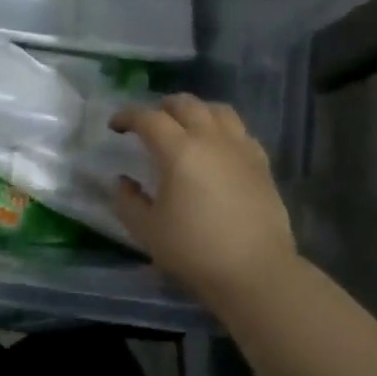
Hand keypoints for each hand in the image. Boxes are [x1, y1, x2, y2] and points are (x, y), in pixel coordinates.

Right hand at [112, 94, 299, 310]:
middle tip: (149, 123)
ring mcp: (241, 148)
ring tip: (185, 126)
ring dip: (195, 111)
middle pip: (186, 104)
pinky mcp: (261, 163)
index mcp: (179, 151)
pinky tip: (217, 147)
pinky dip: (222, 129)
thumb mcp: (147, 230)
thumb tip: (123, 182)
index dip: (127, 117)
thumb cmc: (194, 250)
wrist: (255, 272)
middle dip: (162, 108)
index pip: (148, 118)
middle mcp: (211, 139)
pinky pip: (240, 131)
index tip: (115, 126)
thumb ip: (128, 201)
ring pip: (218, 110)